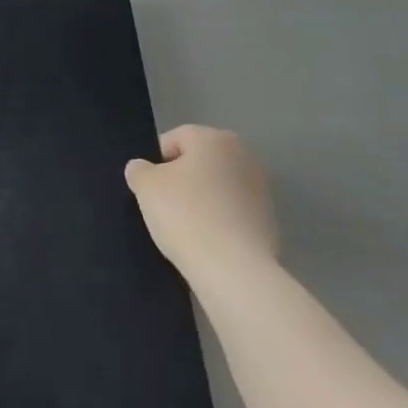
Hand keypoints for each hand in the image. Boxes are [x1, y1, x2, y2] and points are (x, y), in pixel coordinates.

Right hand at [125, 125, 278, 292]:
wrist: (234, 269)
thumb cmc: (186, 215)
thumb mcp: (147, 187)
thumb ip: (139, 170)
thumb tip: (141, 168)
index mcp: (214, 138)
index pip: (175, 139)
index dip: (155, 161)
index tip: (146, 187)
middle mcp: (242, 155)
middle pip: (199, 162)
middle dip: (180, 180)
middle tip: (161, 206)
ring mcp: (260, 188)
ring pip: (216, 188)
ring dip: (200, 201)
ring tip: (183, 228)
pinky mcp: (268, 220)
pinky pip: (231, 214)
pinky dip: (218, 222)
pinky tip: (206, 242)